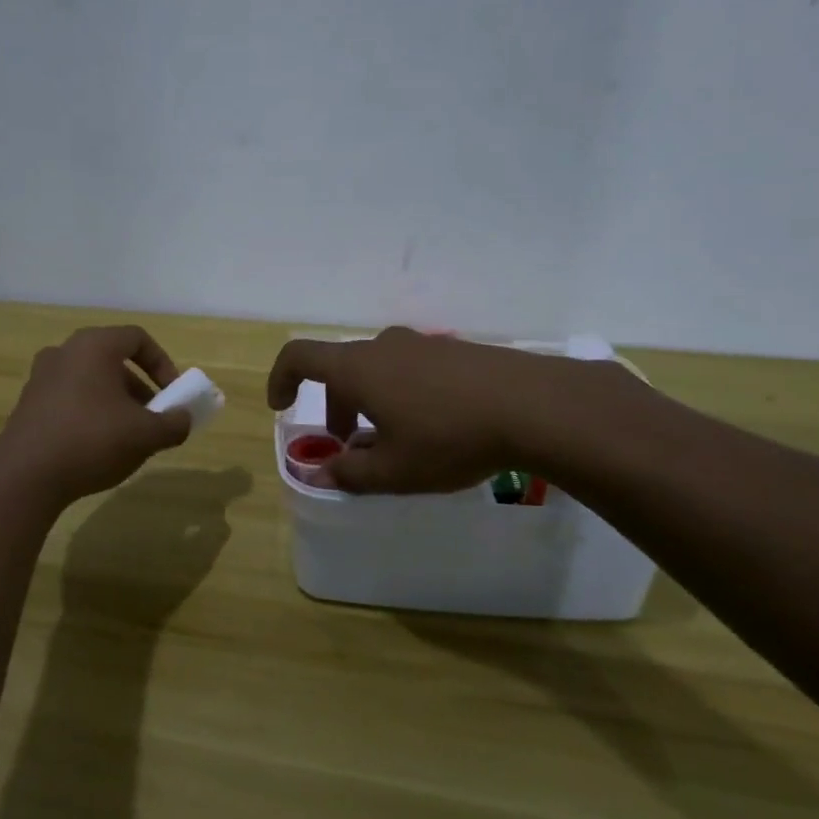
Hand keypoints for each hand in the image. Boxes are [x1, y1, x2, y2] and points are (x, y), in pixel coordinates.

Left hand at [0, 327, 193, 507]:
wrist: (25, 476)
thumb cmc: (92, 441)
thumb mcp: (146, 435)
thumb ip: (174, 424)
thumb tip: (183, 419)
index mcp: (93, 346)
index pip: (137, 338)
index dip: (163, 363)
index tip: (173, 394)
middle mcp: (64, 352)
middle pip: (113, 361)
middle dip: (140, 389)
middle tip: (153, 418)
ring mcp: (41, 378)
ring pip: (91, 382)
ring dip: (116, 403)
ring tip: (127, 438)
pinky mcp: (28, 404)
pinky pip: (70, 399)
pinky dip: (90, 414)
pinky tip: (96, 448)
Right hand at [266, 327, 621, 493]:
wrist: (536, 406)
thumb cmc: (450, 438)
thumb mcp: (394, 471)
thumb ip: (349, 474)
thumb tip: (320, 473)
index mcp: (358, 368)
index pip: (300, 356)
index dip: (281, 378)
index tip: (282, 406)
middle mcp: (385, 347)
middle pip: (342, 368)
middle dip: (335, 406)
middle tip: (350, 445)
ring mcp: (423, 344)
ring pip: (379, 369)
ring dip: (370, 401)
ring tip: (395, 441)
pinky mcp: (457, 351)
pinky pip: (412, 369)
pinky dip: (403, 394)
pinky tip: (435, 427)